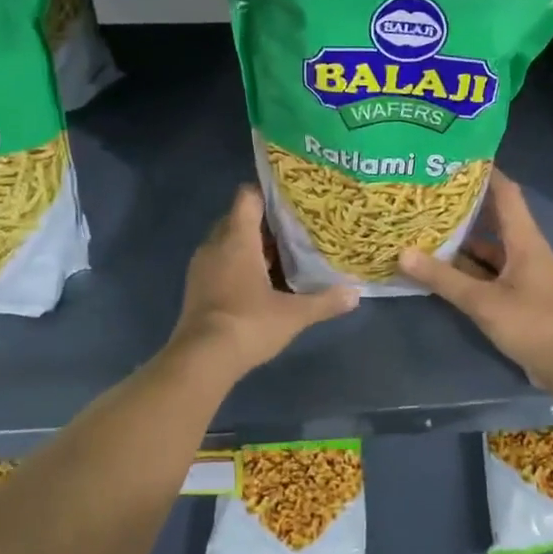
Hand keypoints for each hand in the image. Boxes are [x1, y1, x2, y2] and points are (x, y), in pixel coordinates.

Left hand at [169, 186, 358, 376]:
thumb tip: (355, 293)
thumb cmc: (248, 324)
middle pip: (239, 219)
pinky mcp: (197, 288)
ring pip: (229, 243)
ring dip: (252, 247)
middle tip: (296, 229)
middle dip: (265, 223)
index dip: (269, 193)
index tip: (293, 199)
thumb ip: (325, 301)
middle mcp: (215, 245)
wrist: (201, 360)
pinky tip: (262, 283)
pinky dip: (239, 265)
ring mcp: (202, 267)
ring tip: (284, 256)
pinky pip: (220, 263)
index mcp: (237, 239)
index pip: (248, 197)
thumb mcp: (294, 314)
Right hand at [399, 171, 552, 385]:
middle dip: (464, 205)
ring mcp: (522, 272)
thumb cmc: (532, 323)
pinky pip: (488, 271)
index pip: (506, 192)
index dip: (485, 172)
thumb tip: (403, 254)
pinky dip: (467, 267)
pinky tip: (440, 267)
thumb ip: (444, 279)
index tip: (455, 158)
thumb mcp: (483, 301)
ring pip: (489, 247)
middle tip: (429, 193)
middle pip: (494, 217)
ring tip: (426, 226)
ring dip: (462, 239)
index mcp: (524, 239)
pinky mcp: (518, 293)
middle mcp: (525, 248)